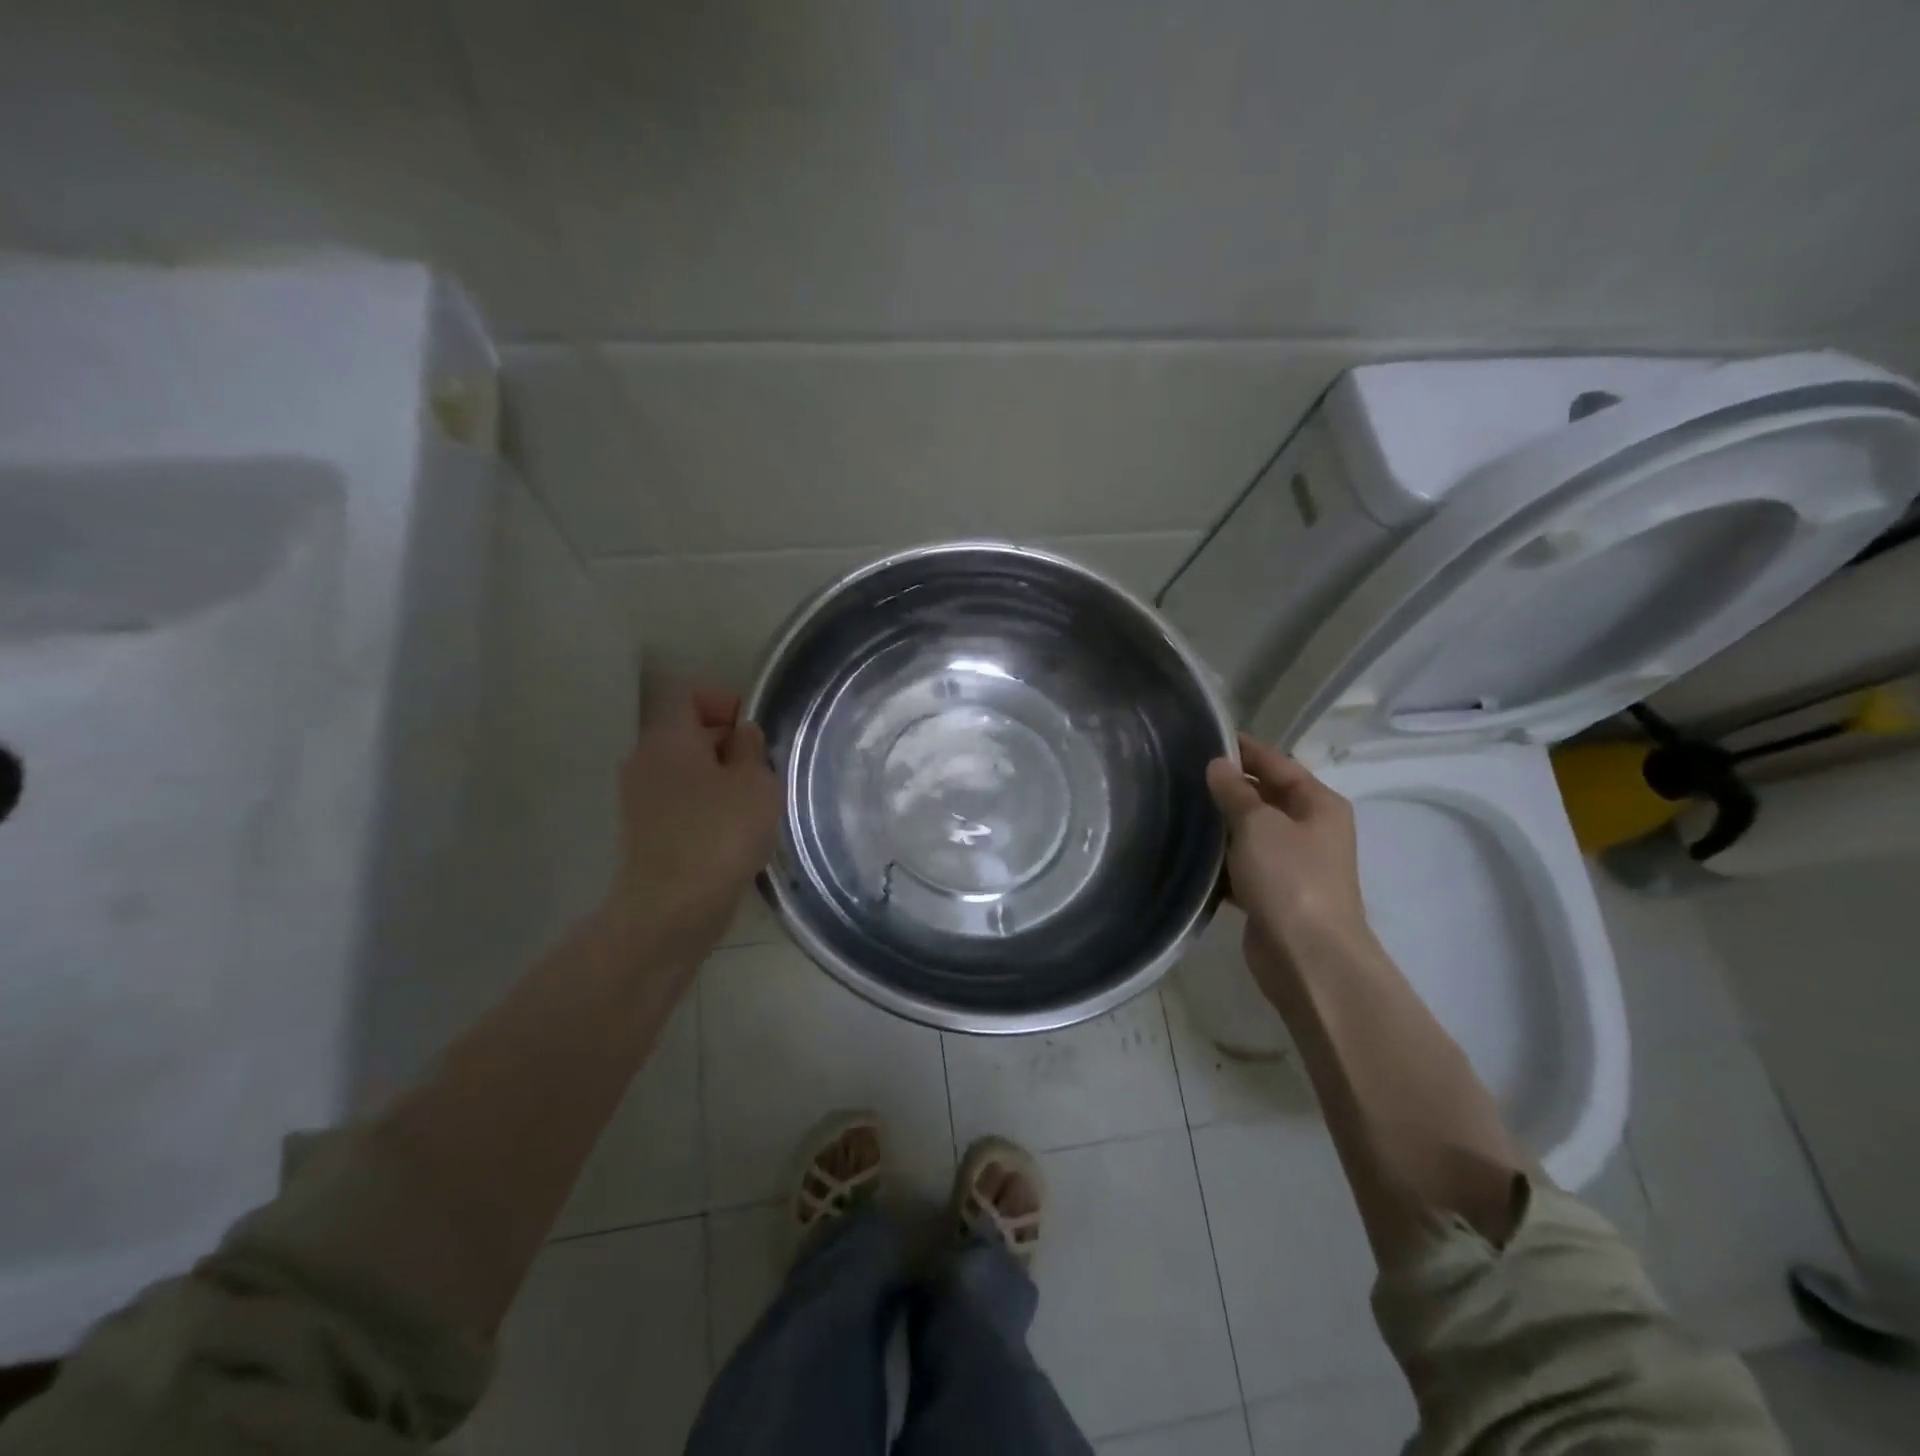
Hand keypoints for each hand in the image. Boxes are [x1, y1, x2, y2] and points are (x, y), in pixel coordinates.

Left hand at [609, 683, 780, 967]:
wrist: (672, 908)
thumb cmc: (720, 833)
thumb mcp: (755, 782)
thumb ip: (751, 749)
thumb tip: (740, 735)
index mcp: (668, 738)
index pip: (687, 695)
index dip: (722, 702)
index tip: (751, 731)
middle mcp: (645, 760)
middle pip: (686, 734)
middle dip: (727, 745)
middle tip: (762, 771)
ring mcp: (640, 799)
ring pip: (685, 771)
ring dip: (719, 780)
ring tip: (753, 806)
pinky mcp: (645, 833)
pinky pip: (680, 803)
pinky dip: (706, 808)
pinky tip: (733, 834)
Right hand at [1205, 734, 1376, 997]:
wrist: (1307, 956)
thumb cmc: (1290, 878)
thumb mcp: (1258, 824)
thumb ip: (1235, 791)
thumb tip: (1218, 765)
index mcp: (1318, 804)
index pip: (1277, 763)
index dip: (1244, 749)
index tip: (1205, 738)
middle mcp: (1309, 829)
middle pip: (1263, 796)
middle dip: (1227, 787)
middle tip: (1181, 774)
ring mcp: (1291, 864)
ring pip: (1249, 833)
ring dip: (1220, 825)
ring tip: (1176, 809)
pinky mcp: (1272, 894)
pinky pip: (1241, 866)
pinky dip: (1219, 861)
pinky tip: (1188, 854)